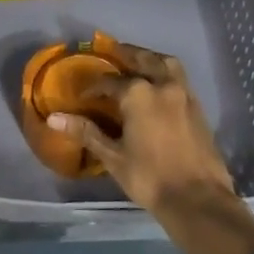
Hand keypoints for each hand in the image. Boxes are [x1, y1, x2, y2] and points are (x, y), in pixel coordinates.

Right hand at [46, 42, 234, 213]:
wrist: (198, 201)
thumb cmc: (150, 178)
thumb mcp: (113, 156)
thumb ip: (86, 132)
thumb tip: (54, 118)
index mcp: (138, 94)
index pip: (109, 82)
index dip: (93, 88)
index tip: (83, 96)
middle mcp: (163, 85)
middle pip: (143, 59)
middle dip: (126, 55)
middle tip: (112, 53)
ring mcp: (184, 94)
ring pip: (166, 64)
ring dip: (151, 59)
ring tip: (138, 62)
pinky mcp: (198, 108)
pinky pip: (180, 79)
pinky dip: (166, 74)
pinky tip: (158, 87)